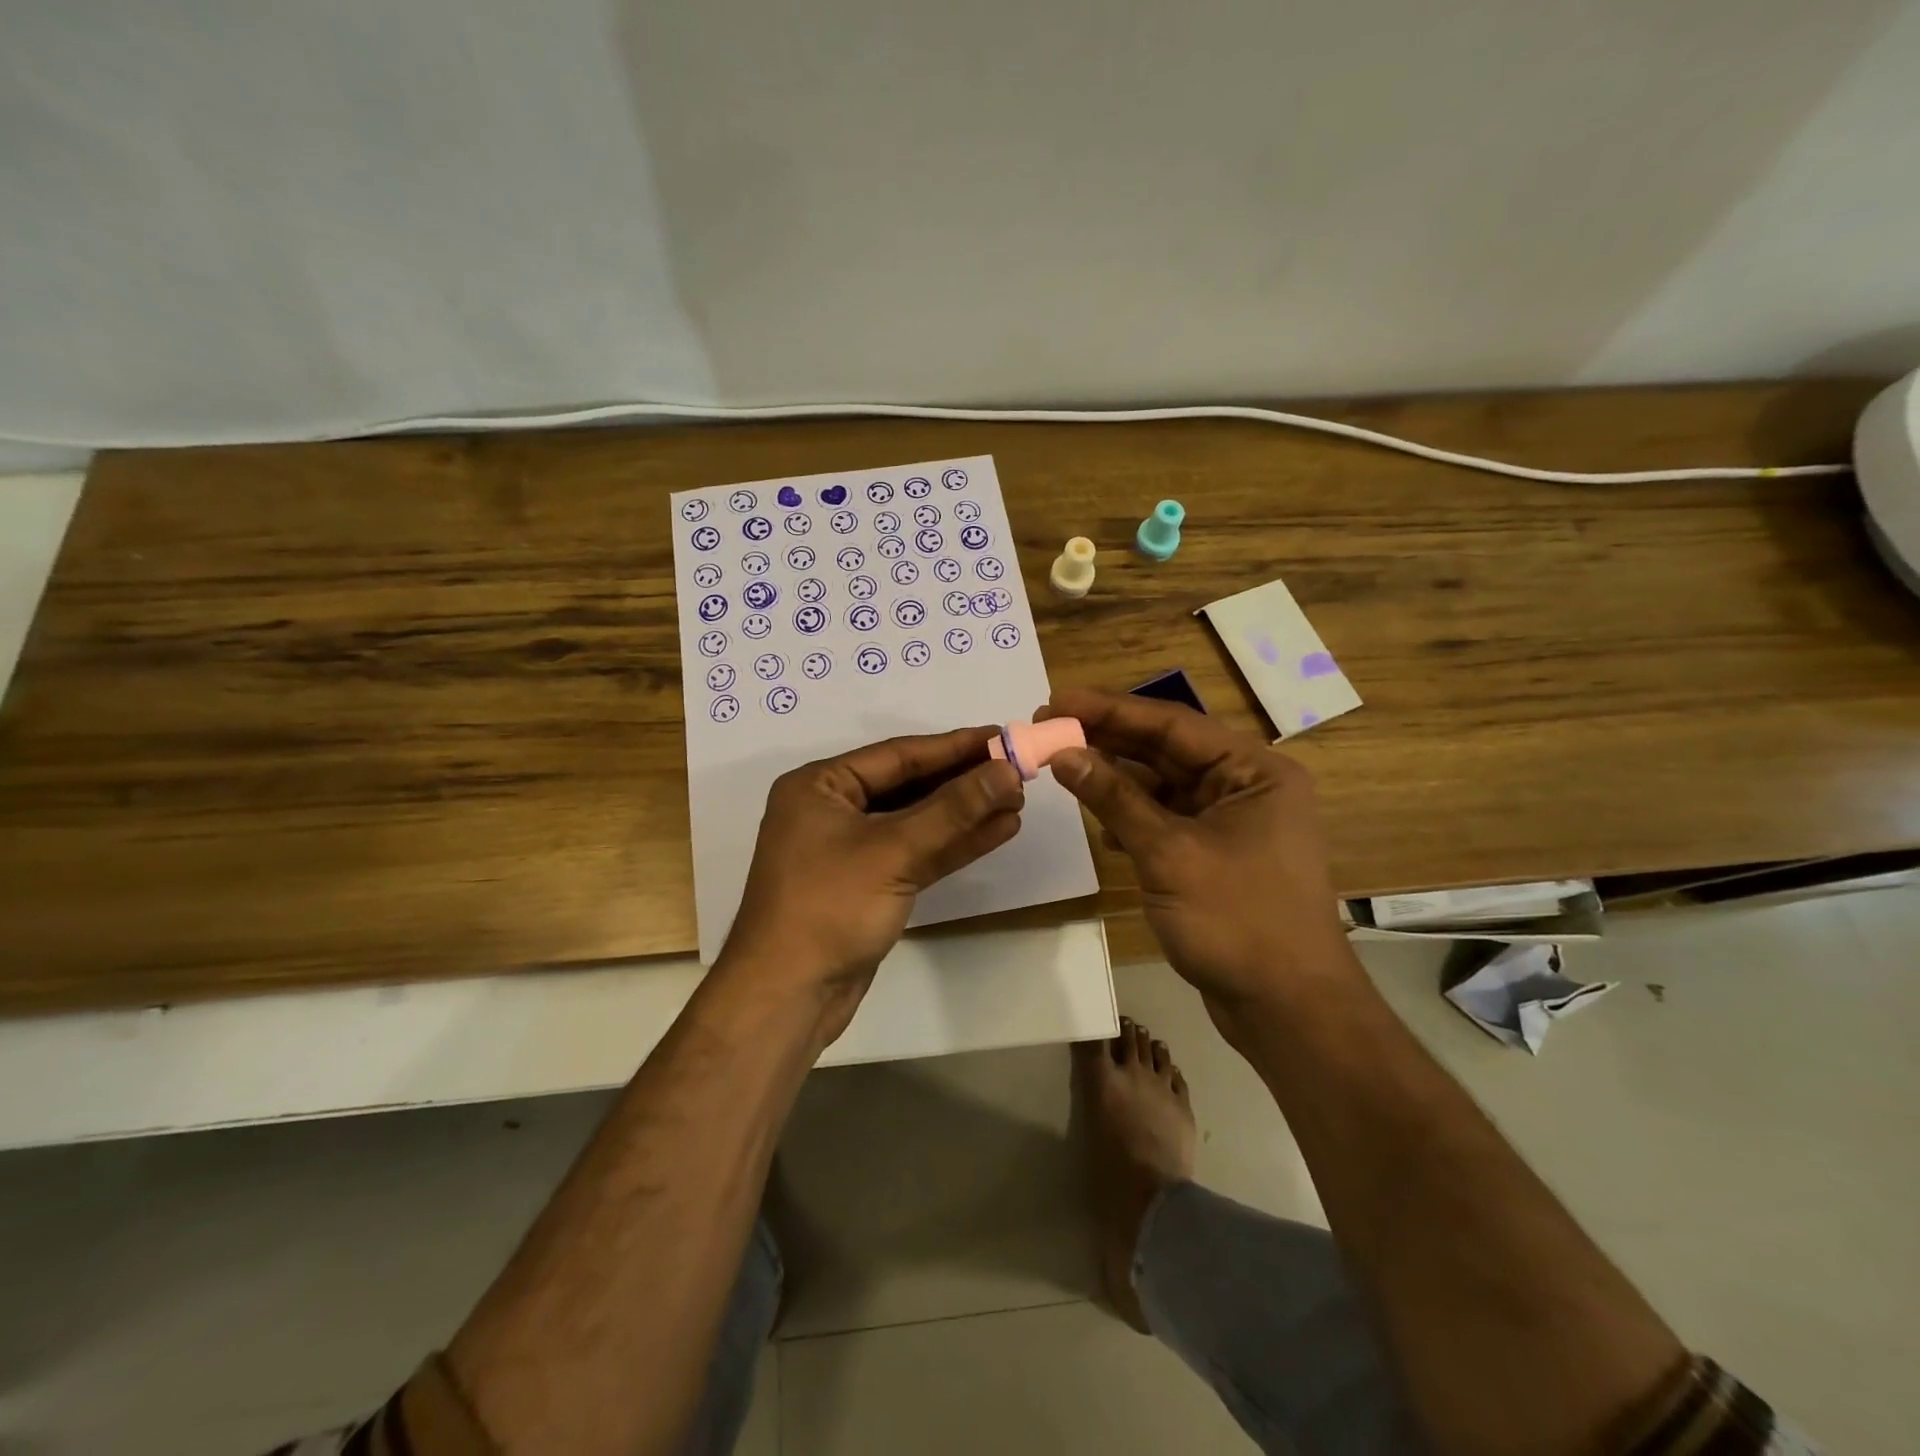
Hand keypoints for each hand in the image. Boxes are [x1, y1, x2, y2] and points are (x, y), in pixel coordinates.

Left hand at [720, 727, 1025, 1045]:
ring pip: (917, 821)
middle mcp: (833, 809)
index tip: (1003, 735)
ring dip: (965, 813)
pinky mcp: (870, 884)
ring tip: (1018, 800)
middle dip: (963, 781)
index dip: (954, 746)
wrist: (788, 997)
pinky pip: (916, 852)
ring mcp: (851, 849)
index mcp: (821, 786)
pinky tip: (997, 831)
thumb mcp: (893, 851)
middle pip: (909, 785)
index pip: (898, 755)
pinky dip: (954, 844)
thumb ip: (953, 809)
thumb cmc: (830, 907)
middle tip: (1018, 771)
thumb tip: (1007, 771)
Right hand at [1040, 688, 1358, 1023]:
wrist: (1286, 1009)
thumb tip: (1063, 753)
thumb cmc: (1236, 919)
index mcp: (1254, 770)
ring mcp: (1233, 822)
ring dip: (1117, 781)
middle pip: (1166, 750)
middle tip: (1050, 728)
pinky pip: (1167, 819)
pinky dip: (1133, 818)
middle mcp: (1247, 786)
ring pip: (1163, 786)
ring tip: (1064, 768)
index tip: (1057, 701)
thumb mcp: (1167, 852)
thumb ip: (1114, 798)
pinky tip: (1101, 825)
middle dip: (1108, 741)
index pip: (1172, 723)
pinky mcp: (1217, 853)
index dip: (1110, 710)